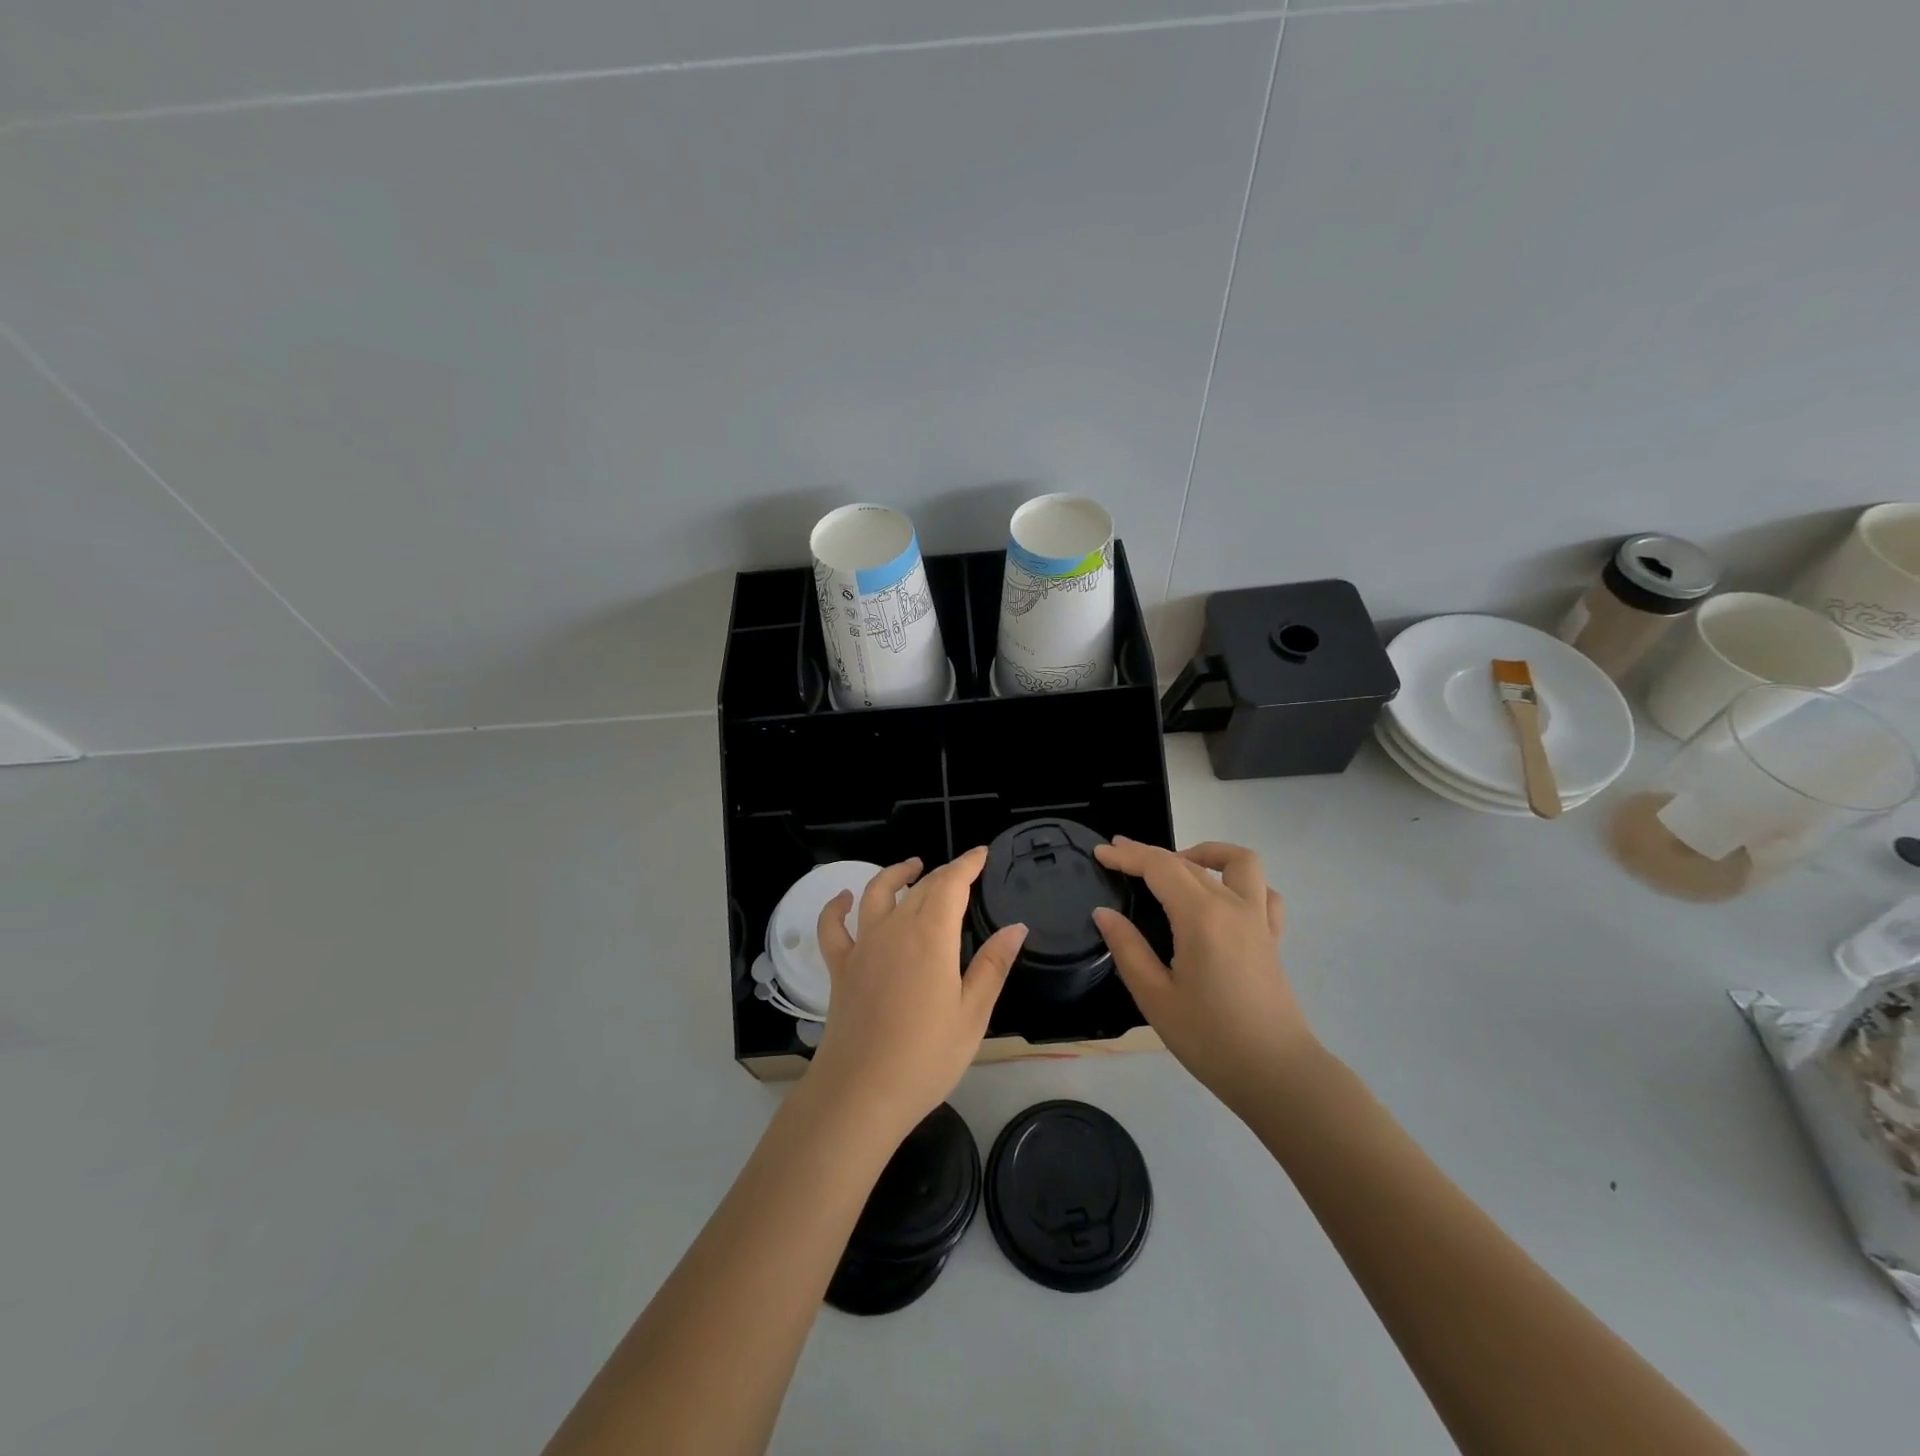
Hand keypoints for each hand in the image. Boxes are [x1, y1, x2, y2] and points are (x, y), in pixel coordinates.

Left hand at [804, 848, 1026, 1135]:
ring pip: (876, 893)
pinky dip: (836, 907)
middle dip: (943, 873)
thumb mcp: (972, 1014)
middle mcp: (895, 929)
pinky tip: (844, 898)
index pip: (951, 884)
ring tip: (911, 867)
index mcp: (932, 936)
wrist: (861, 1092)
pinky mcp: (840, 967)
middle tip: (961, 871)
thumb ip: (993, 965)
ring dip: (895, 874)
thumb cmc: (926, 1057)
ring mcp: (863, 946)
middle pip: (920, 887)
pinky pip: (833, 927)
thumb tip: (1017, 926)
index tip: (981, 853)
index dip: (967, 864)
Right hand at [1092, 838, 1314, 1113]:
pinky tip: (1222, 897)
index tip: (1100, 852)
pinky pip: (1264, 893)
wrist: (1277, 1075)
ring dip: (1207, 853)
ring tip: (1179, 864)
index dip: (1127, 856)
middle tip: (1118, 855)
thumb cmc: (1210, 1039)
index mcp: (1201, 916)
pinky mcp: (1273, 939)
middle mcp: (1233, 906)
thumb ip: (1127, 948)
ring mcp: (1259, 920)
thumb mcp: (1155, 997)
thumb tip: (1104, 913)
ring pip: (1240, 862)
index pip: (1159, 867)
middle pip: (1188, 862)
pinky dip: (1241, 883)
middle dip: (1150, 853)